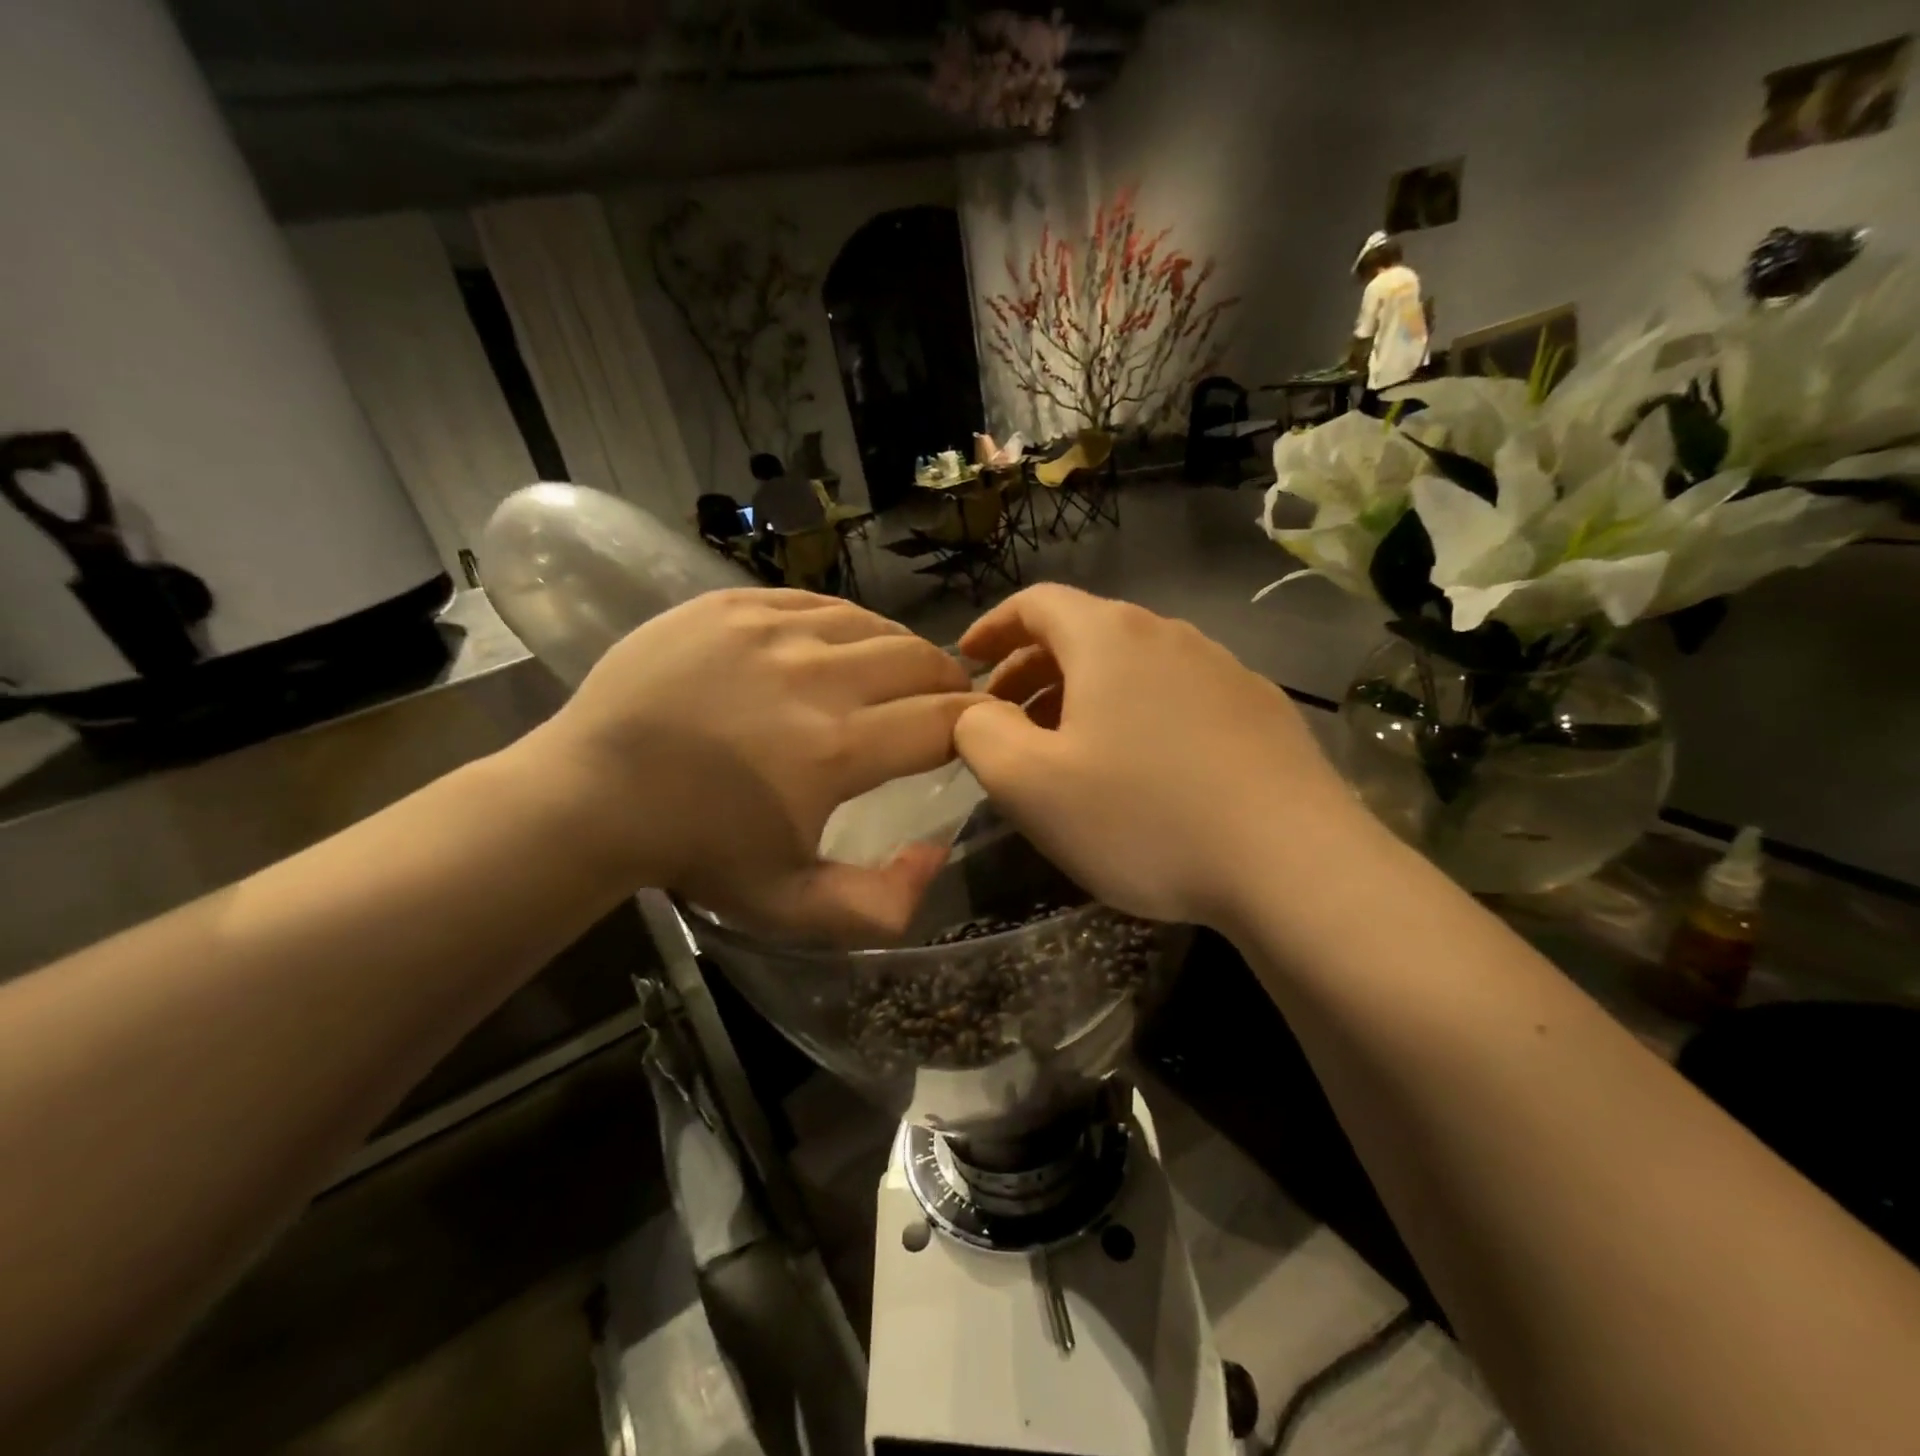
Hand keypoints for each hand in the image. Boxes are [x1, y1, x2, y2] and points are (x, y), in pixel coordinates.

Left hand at [520, 589, 977, 941]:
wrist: (592, 795)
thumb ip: (881, 904)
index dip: (976, 726)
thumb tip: (937, 853)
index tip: (977, 734)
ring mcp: (771, 630)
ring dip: (900, 650)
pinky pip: (817, 601)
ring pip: (873, 624)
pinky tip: (839, 646)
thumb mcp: (790, 906)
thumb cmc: (696, 852)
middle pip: (919, 660)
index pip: (945, 721)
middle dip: (948, 682)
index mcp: (837, 749)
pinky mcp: (733, 604)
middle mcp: (815, 676)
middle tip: (945, 701)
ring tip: (898, 672)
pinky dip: (845, 624)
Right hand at [952, 585, 1359, 928]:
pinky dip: (1135, 715)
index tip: (966, 661)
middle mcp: (1169, 635)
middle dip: (1032, 669)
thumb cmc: (1143, 816)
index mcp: (1109, 637)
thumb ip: (981, 735)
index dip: (992, 627)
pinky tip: (1141, 769)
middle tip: (1005, 718)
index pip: (1036, 602)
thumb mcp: (1030, 784)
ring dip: (1084, 695)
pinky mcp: (1259, 711)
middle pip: (1084, 632)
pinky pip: (1175, 696)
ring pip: (1132, 666)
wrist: (1295, 864)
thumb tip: (976, 712)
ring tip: (1067, 747)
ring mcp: (1224, 669)